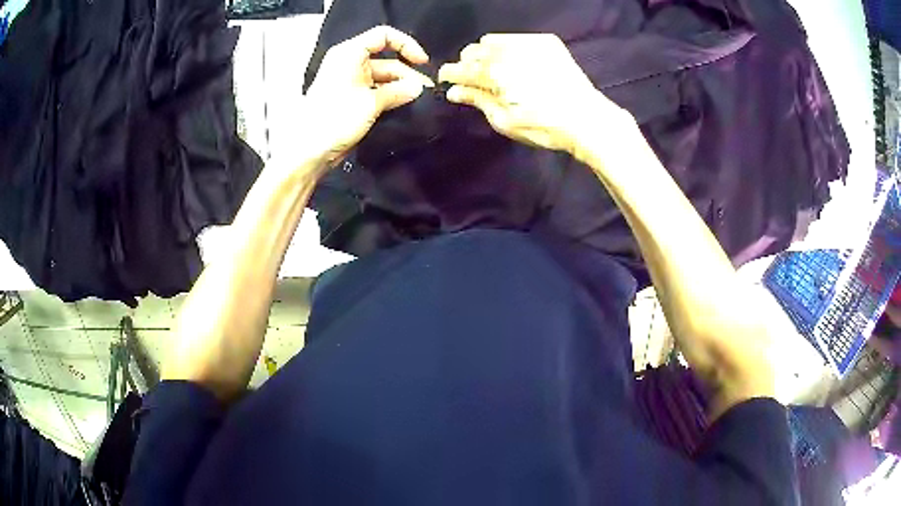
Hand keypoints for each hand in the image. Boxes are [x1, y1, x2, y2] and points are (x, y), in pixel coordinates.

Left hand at [302, 26, 433, 170]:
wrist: (310, 151)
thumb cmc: (336, 119)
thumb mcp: (371, 102)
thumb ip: (398, 91)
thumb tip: (419, 88)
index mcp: (350, 53)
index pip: (383, 36)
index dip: (406, 45)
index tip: (422, 63)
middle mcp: (350, 63)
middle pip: (387, 60)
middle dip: (407, 74)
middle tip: (426, 92)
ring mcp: (351, 82)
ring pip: (384, 78)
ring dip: (401, 88)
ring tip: (420, 101)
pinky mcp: (352, 99)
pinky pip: (376, 91)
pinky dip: (391, 96)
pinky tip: (406, 106)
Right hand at [439, 34, 629, 155]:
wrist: (586, 118)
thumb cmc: (543, 126)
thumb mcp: (504, 121)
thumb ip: (477, 100)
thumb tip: (454, 91)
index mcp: (493, 73)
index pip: (458, 68)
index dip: (449, 75)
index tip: (447, 82)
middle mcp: (506, 51)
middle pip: (472, 51)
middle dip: (468, 64)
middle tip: (477, 80)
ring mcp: (527, 43)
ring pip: (491, 40)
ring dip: (487, 53)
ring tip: (497, 69)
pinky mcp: (545, 42)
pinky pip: (515, 38)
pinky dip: (509, 48)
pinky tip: (519, 64)